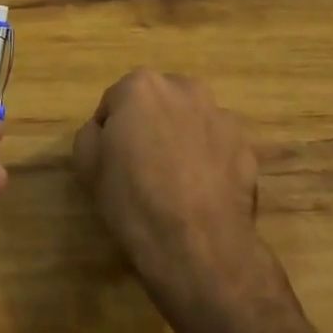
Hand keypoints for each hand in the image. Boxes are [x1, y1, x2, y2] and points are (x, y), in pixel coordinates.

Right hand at [72, 70, 264, 325]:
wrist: (197, 246)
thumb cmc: (133, 200)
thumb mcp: (86, 165)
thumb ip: (91, 133)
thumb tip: (106, 130)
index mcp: (141, 86)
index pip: (115, 103)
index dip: (109, 132)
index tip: (111, 161)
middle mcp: (185, 88)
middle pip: (156, 104)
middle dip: (149, 126)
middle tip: (141, 166)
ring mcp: (221, 116)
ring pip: (189, 121)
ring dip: (180, 139)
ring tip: (175, 181)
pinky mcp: (246, 146)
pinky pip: (216, 146)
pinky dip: (207, 160)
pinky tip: (200, 192)